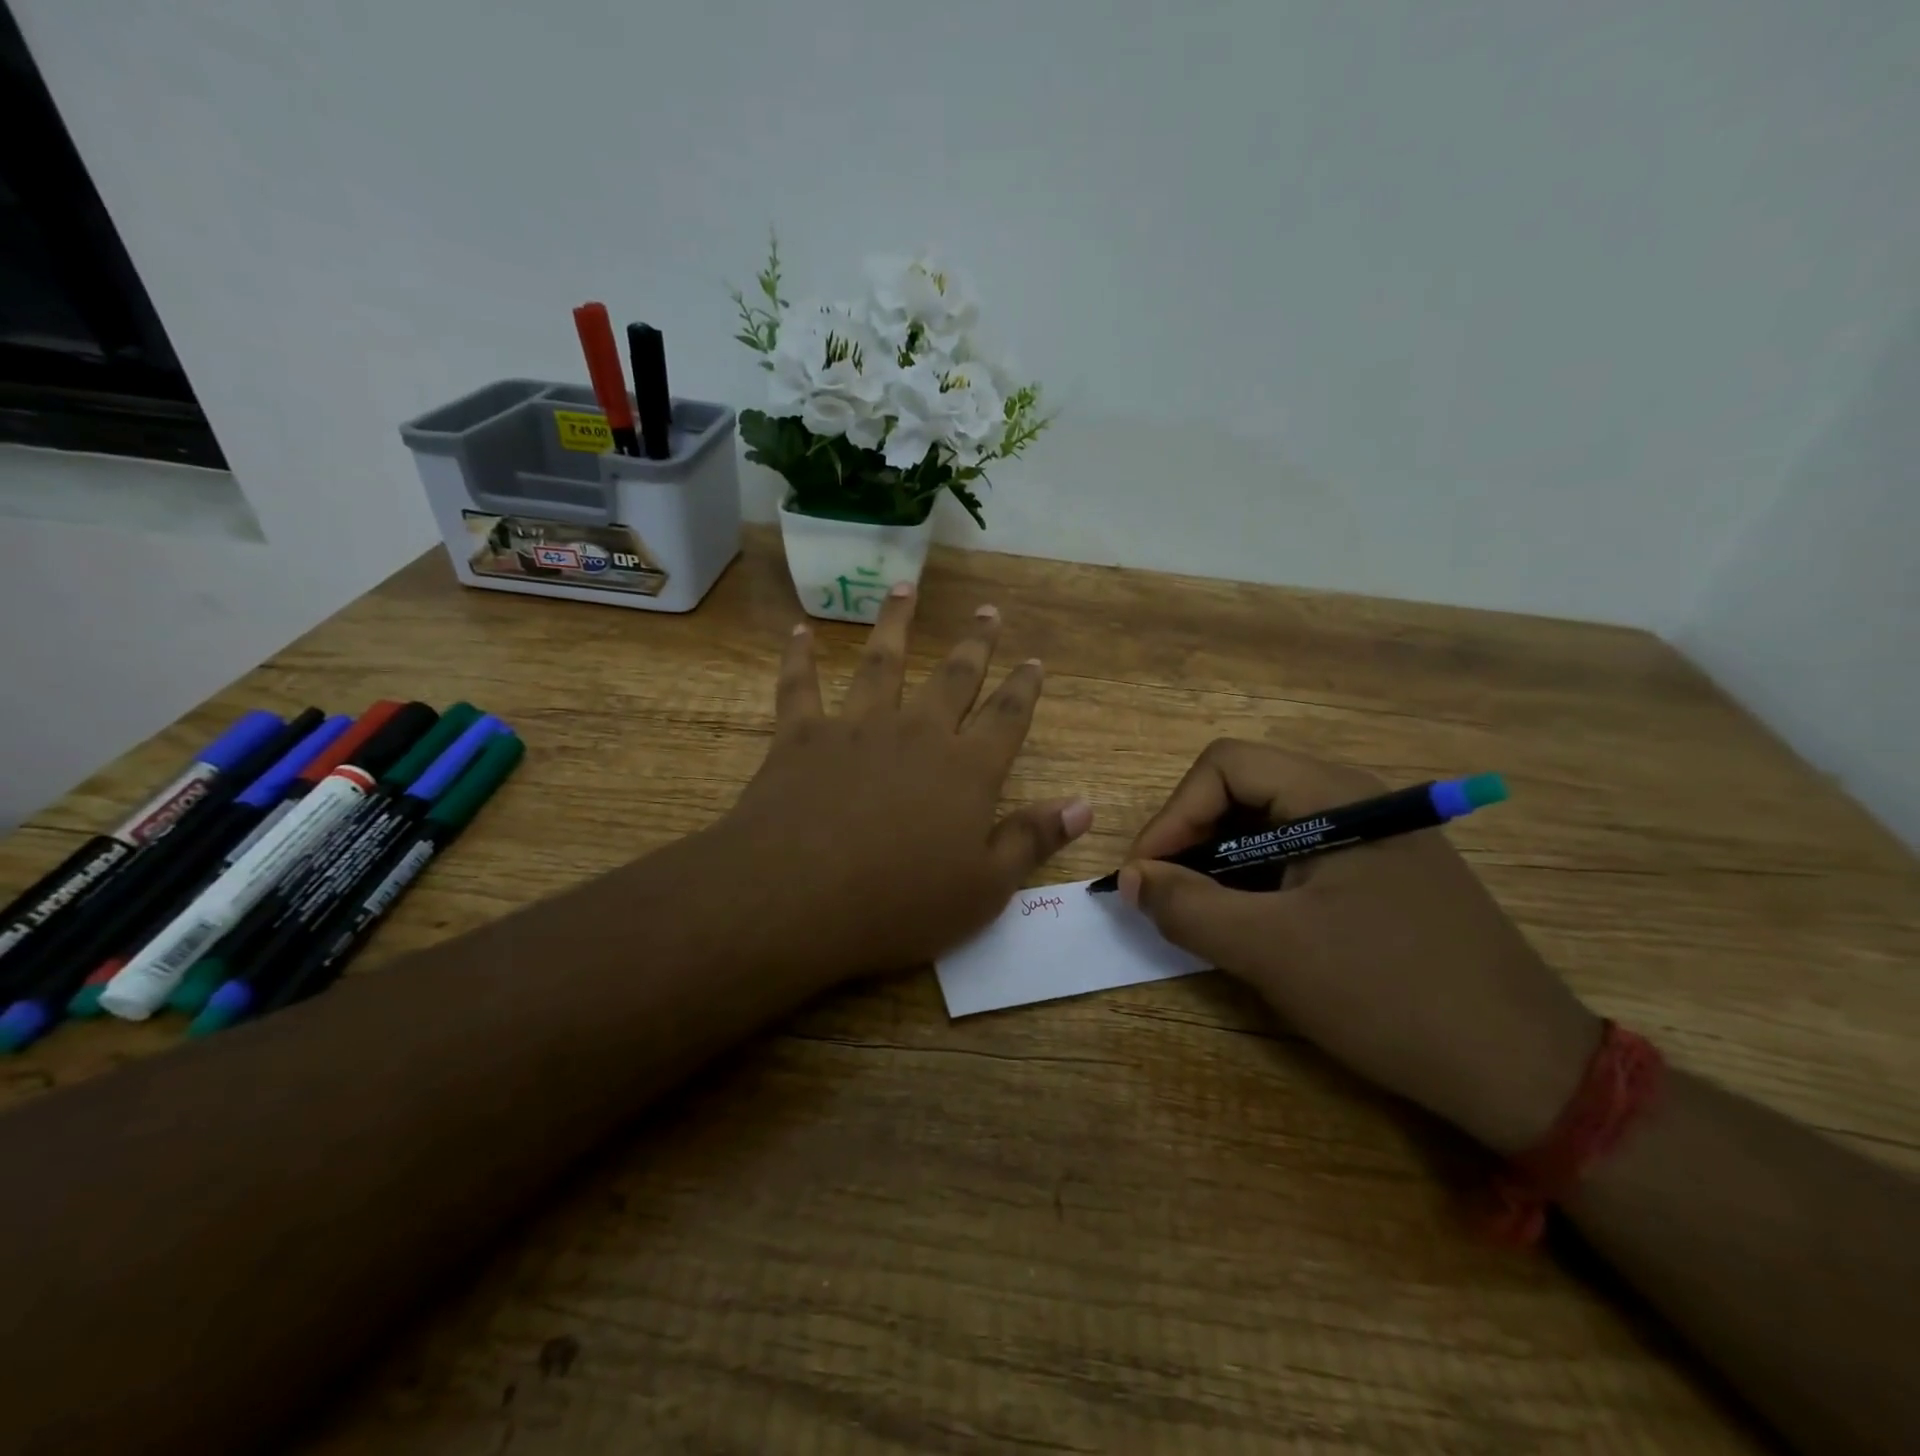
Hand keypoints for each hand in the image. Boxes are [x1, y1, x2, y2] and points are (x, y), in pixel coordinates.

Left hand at [713, 584, 1090, 985]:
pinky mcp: (800, 736)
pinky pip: (799, 685)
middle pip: (953, 677)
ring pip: (882, 662)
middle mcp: (917, 733)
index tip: (1034, 661)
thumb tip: (1084, 804)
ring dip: (896, 623)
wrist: (796, 899)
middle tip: (988, 611)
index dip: (1024, 688)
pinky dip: (799, 657)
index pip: (1007, 717)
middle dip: (975, 644)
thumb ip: (1032, 839)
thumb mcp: (984, 889)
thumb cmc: (899, 904)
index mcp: (966, 770)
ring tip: (905, 588)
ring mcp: (856, 727)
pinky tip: (800, 630)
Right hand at [1121, 741, 1599, 1154]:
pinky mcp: (1383, 875)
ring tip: (1203, 917)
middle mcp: (1355, 799)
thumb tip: (1130, 878)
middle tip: (1166, 898)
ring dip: (1222, 865)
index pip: (1224, 766)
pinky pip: (1299, 858)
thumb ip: (1187, 906)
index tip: (1144, 876)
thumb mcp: (1270, 951)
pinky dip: (1258, 884)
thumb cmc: (1390, 995)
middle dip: (1192, 839)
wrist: (1527, 1073)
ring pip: (1269, 826)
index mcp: (1334, 794)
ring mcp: (1374, 837)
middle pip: (1244, 789)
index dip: (1173, 815)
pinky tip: (1253, 928)